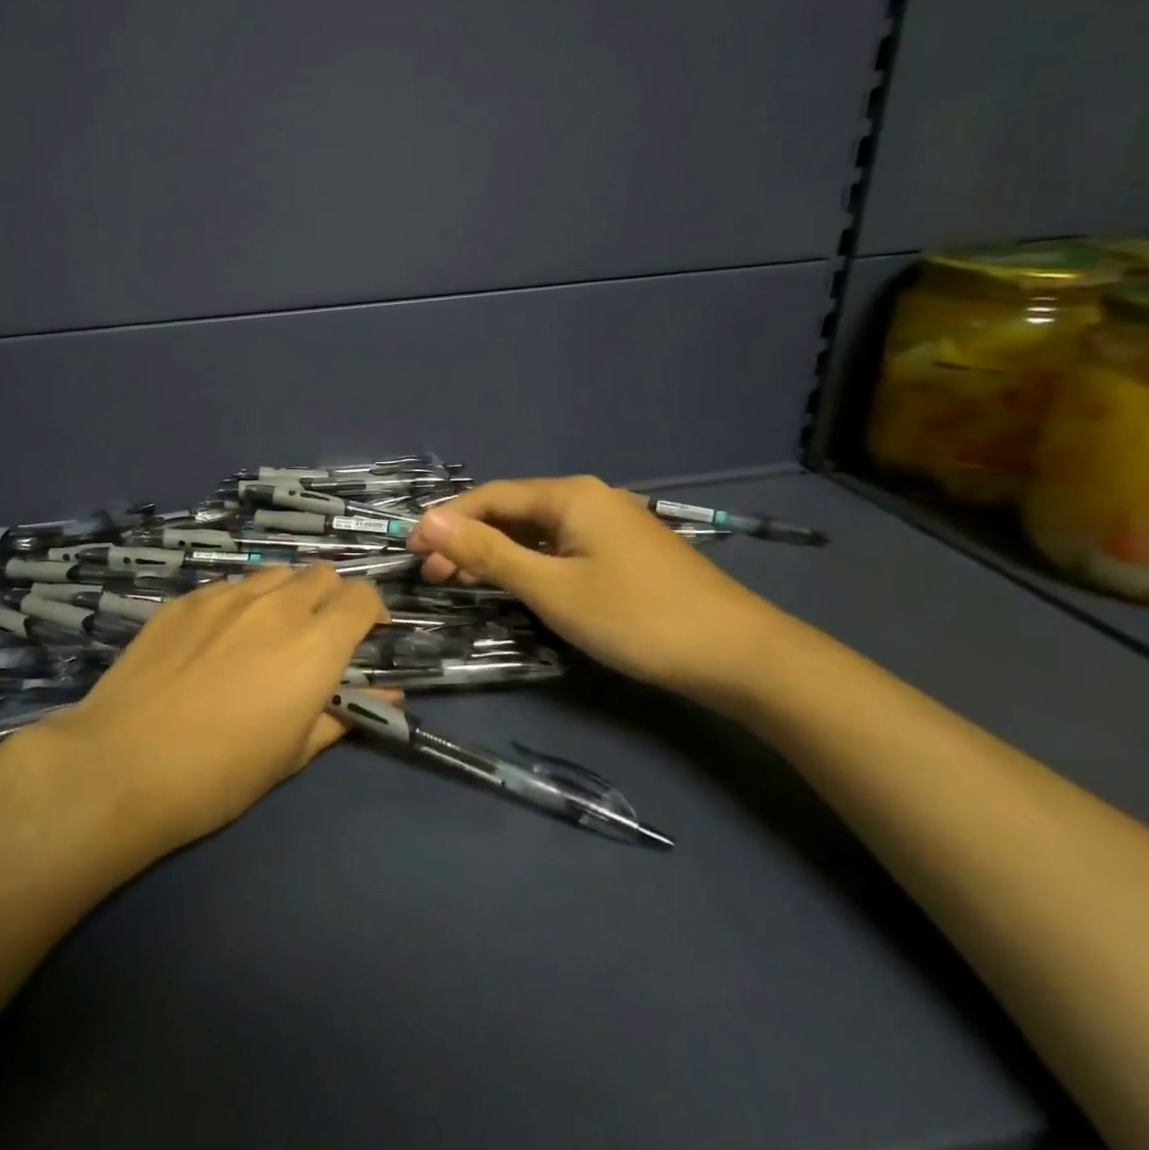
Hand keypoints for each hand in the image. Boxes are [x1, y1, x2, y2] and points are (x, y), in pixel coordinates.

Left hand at [37, 565, 387, 853]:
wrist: (124, 763)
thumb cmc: (221, 773)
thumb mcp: (295, 753)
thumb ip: (344, 715)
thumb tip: (389, 698)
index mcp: (316, 642)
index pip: (363, 596)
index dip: (371, 613)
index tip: (364, 638)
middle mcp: (277, 604)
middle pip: (322, 574)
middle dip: (330, 598)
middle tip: (316, 638)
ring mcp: (226, 596)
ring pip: (275, 574)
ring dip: (286, 595)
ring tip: (267, 635)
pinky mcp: (185, 599)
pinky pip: (229, 587)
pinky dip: (240, 604)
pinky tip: (216, 641)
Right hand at [407, 476, 796, 702]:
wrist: (738, 654)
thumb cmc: (635, 617)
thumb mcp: (550, 587)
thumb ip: (486, 553)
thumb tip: (426, 522)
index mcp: (569, 495)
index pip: (489, 497)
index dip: (445, 521)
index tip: (410, 550)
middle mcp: (588, 498)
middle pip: (511, 512)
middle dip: (467, 540)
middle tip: (433, 576)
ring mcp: (609, 525)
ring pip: (535, 532)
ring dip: (495, 555)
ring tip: (461, 584)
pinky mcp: (622, 552)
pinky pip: (559, 548)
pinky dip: (528, 564)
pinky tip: (514, 586)